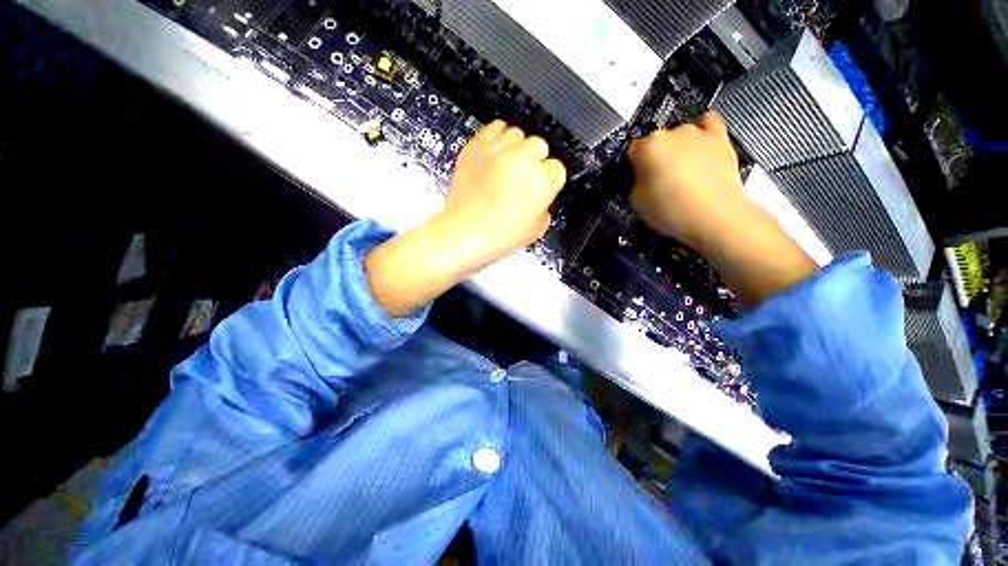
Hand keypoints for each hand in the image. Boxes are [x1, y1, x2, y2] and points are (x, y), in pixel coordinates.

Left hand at [433, 120, 566, 272]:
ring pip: (518, 134)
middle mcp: (522, 160)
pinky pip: (495, 127)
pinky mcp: (477, 147)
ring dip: (518, 149)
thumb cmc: (496, 236)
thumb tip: (542, 198)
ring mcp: (498, 151)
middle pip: (540, 145)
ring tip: (510, 167)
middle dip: (536, 162)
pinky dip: (499, 137)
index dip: (550, 180)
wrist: (464, 234)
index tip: (543, 187)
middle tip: (525, 178)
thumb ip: (545, 208)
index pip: (558, 168)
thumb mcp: (535, 230)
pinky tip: (497, 153)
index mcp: (541, 182)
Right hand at [628, 112, 817, 307]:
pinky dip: (704, 133)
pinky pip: (709, 127)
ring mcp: (700, 135)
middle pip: (655, 143)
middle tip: (659, 186)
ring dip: (675, 152)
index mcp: (648, 150)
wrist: (721, 222)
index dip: (632, 170)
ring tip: (680, 174)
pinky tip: (702, 144)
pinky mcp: (722, 142)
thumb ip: (637, 186)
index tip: (636, 185)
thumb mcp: (639, 206)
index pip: (631, 152)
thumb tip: (644, 177)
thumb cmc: (673, 217)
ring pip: (679, 136)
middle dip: (653, 162)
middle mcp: (673, 135)